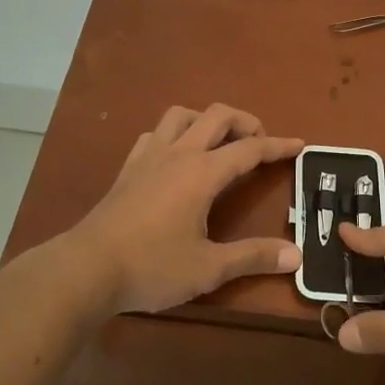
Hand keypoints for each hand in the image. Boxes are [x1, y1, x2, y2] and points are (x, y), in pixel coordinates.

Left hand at [67, 104, 301, 314]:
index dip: (277, 146)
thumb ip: (253, 257)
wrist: (86, 268)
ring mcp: (149, 156)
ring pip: (182, 115)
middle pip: (217, 116)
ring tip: (219, 143)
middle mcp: (178, 154)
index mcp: (202, 173)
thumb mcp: (208, 268)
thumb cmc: (151, 267)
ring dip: (206, 120)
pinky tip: (176, 156)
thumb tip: (296, 256)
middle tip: (260, 143)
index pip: (249, 149)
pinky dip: (174, 135)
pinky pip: (155, 134)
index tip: (298, 144)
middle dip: (245, 122)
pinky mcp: (128, 168)